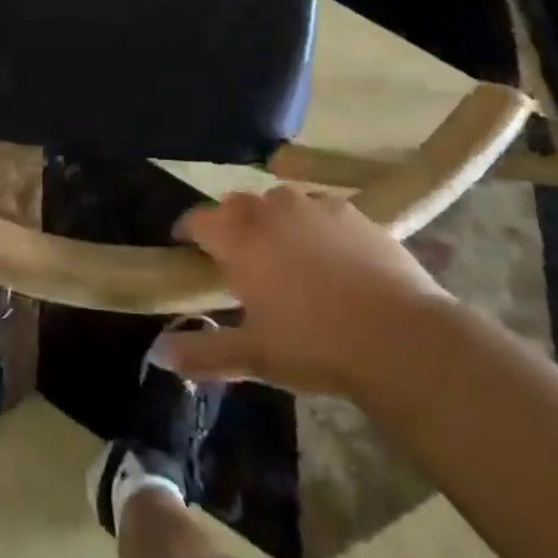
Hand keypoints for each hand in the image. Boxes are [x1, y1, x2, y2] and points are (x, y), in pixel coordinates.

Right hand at [156, 186, 453, 394]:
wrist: (399, 336)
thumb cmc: (315, 345)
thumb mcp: (255, 357)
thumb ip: (203, 353)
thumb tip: (158, 354)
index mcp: (238, 239)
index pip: (198, 220)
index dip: (186, 230)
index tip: (183, 246)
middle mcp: (269, 211)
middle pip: (236, 204)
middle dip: (228, 223)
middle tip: (234, 255)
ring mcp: (312, 206)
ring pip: (277, 200)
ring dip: (269, 218)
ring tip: (280, 249)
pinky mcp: (351, 212)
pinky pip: (318, 207)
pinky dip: (311, 222)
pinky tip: (326, 249)